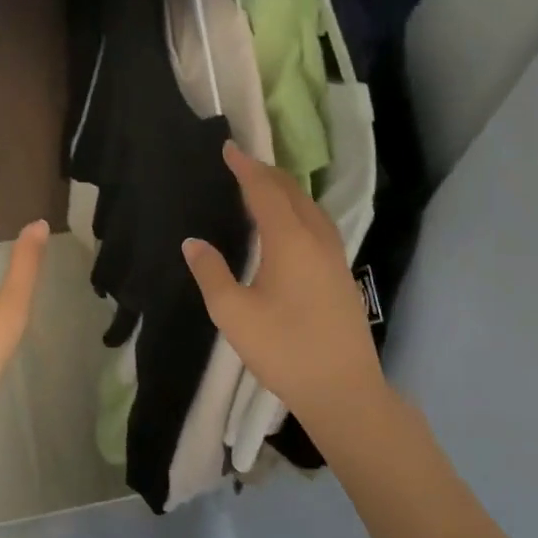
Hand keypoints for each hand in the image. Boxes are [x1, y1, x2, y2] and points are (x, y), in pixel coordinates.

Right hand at [182, 141, 387, 435]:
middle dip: (267, 173)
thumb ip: (211, 273)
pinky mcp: (342, 275)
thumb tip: (193, 242)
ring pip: (311, 208)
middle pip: (293, 193)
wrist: (344, 389)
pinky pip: (319, 226)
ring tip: (263, 189)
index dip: (245, 167)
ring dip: (286, 191)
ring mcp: (335, 256)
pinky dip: (299, 212)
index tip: (229, 147)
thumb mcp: (234, 314)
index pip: (264, 190)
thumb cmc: (284, 350)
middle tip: (242, 163)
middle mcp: (317, 239)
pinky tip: (290, 228)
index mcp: (290, 240)